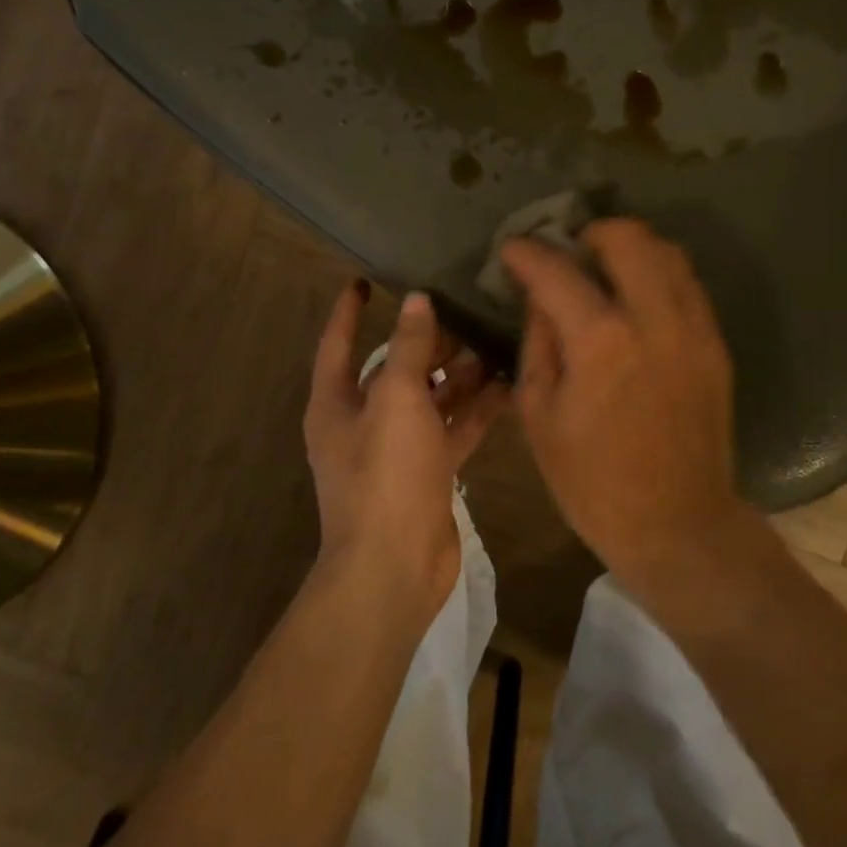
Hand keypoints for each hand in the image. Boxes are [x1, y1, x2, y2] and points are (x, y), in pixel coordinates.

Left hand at [304, 282, 508, 611]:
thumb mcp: (397, 399)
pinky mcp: (429, 472)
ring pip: (430, 399)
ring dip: (459, 375)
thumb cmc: (385, 473)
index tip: (364, 280)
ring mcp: (397, 449)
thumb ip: (408, 347)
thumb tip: (416, 301)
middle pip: (395, 369)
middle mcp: (364, 421)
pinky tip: (509, 388)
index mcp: (337, 402)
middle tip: (466, 310)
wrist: (394, 566)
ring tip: (496, 343)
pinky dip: (476, 410)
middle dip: (427, 342)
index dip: (349, 311)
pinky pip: (453, 429)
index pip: (338, 343)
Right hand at [500, 219, 742, 582]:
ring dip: (630, 247)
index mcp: (601, 341)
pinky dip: (658, 275)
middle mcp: (654, 319)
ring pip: (668, 252)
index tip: (511, 248)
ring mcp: (694, 329)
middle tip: (568, 252)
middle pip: (627, 237)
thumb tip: (541, 299)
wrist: (678, 525)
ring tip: (605, 267)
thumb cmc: (592, 483)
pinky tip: (637, 298)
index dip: (526, 253)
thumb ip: (538, 343)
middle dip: (590, 232)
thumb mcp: (540, 415)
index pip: (557, 270)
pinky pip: (688, 285)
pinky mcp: (715, 345)